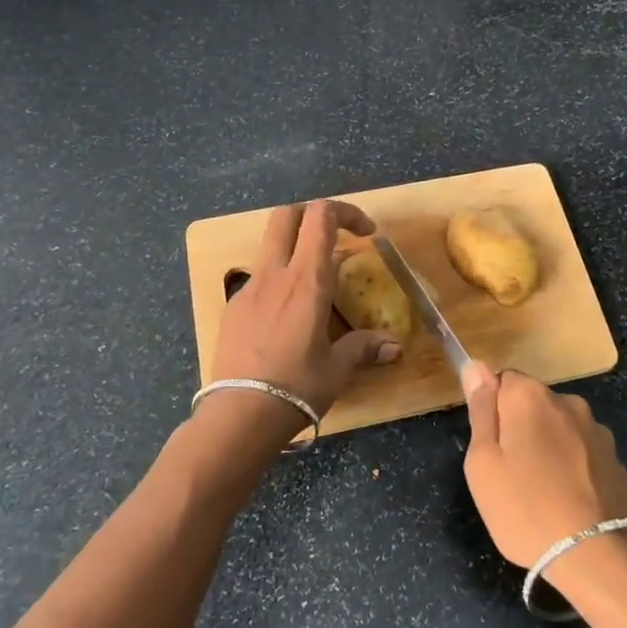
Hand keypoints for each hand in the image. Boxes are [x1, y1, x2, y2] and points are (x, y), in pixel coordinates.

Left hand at [209, 199, 402, 434]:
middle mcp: (275, 274)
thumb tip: (393, 346)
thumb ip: (364, 348)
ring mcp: (249, 288)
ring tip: (315, 286)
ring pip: (270, 246)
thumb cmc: (296, 388)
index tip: (366, 234)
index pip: (321, 217)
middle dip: (313, 215)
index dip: (346, 213)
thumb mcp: (337, 369)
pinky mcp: (233, 307)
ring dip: (295, 249)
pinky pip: (259, 278)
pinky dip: (279, 280)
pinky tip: (287, 316)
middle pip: (287, 215)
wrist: (239, 415)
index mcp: (306, 280)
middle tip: (336, 238)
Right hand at [461, 363, 626, 569]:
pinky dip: (571, 467)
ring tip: (540, 493)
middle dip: (519, 429)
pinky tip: (567, 501)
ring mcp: (596, 430)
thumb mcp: (483, 462)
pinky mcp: (615, 459)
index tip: (489, 447)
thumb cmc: (525, 508)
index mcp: (530, 397)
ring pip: (558, 428)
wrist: (597, 555)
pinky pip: (581, 452)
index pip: (502, 380)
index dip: (491, 410)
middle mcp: (567, 402)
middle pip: (532, 404)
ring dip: (547, 448)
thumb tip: (476, 366)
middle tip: (508, 475)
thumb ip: (481, 410)